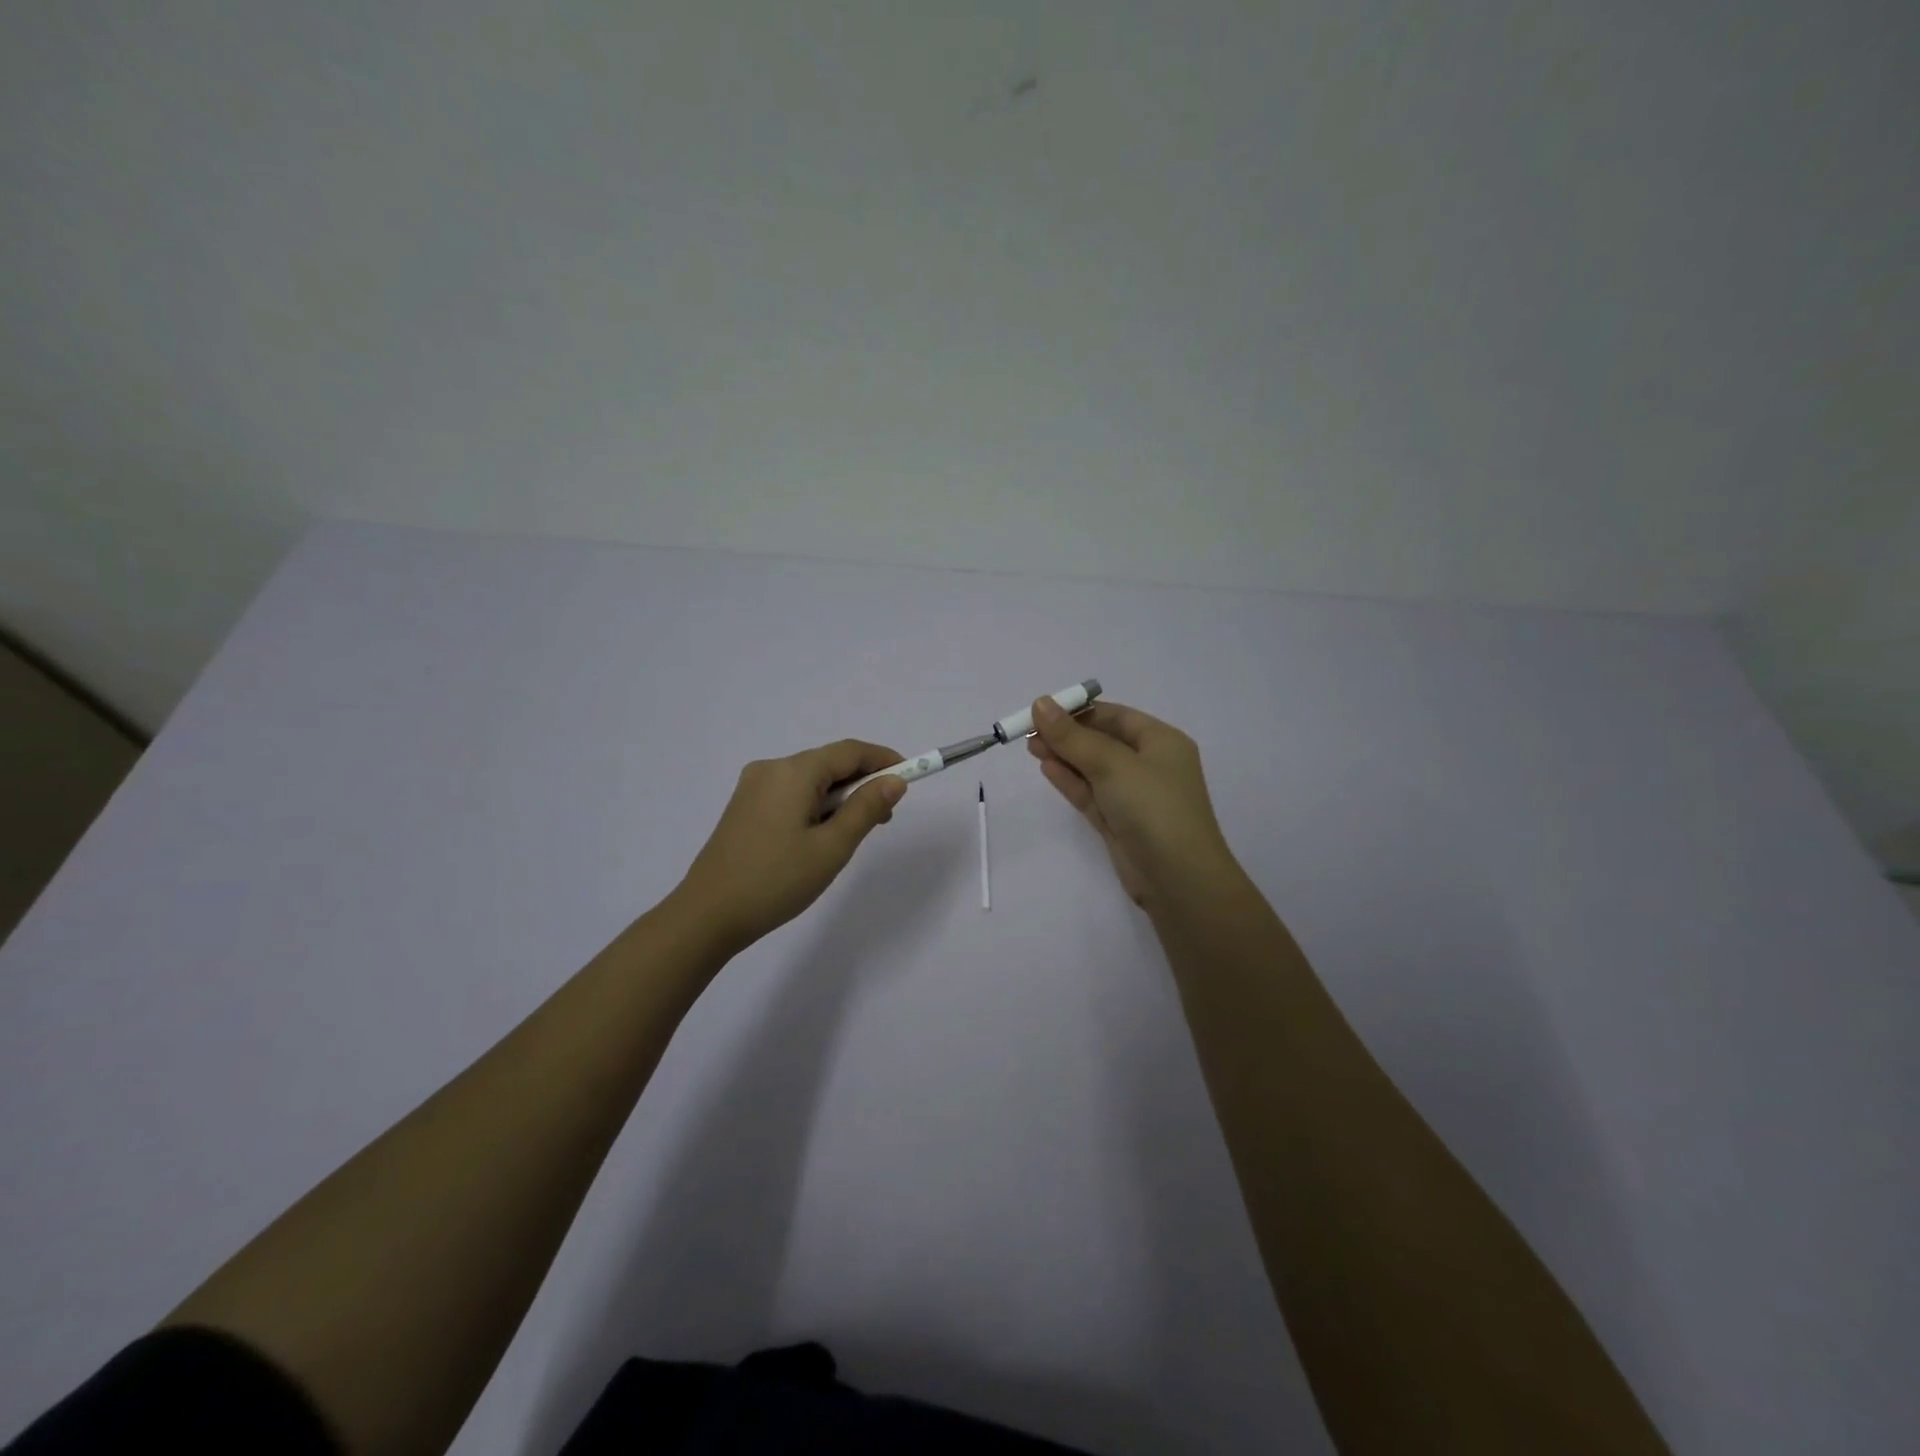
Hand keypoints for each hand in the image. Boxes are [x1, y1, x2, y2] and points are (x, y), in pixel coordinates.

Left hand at [674, 740, 907, 953]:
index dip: (883, 759)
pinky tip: (820, 836)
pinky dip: (815, 805)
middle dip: (861, 783)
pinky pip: (791, 793)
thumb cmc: (776, 880)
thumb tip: (895, 781)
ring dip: (839, 797)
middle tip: (884, 818)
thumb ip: (866, 809)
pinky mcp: (744, 807)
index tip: (911, 776)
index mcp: (793, 772)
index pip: (850, 751)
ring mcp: (753, 787)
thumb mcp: (832, 847)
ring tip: (853, 834)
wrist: (707, 915)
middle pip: (829, 763)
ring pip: (810, 780)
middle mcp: (771, 768)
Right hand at [1027, 698, 1242, 912]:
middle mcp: (1150, 765)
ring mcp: (1134, 796)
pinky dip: (1070, 780)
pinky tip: (1046, 767)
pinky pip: (1091, 794)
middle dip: (1067, 735)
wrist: (1178, 878)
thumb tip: (1040, 703)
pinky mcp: (1120, 822)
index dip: (1080, 711)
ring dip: (1064, 756)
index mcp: (1162, 742)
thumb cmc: (1153, 807)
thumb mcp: (1112, 764)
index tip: (1043, 710)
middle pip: (1103, 741)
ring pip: (1094, 769)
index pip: (1116, 716)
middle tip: (1028, 731)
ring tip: (1030, 747)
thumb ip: (1073, 736)